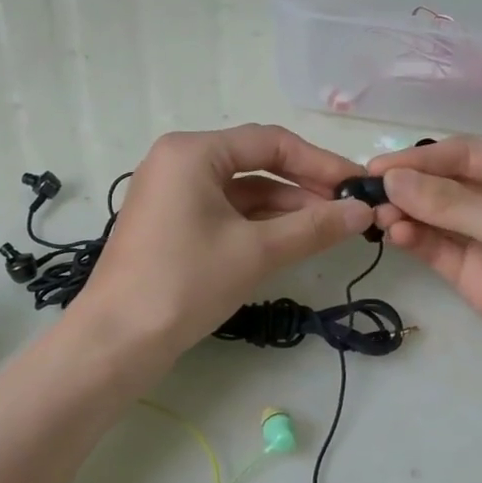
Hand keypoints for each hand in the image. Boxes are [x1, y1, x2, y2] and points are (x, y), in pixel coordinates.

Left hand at [77, 125, 372, 353]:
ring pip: (241, 191)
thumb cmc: (186, 282)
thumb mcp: (256, 251)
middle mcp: (178, 162)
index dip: (320, 163)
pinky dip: (257, 225)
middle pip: (255, 163)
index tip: (358, 186)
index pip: (270, 142)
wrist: (117, 340)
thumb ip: (314, 227)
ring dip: (284, 208)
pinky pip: (223, 213)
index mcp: (193, 152)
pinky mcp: (170, 224)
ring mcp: (171, 194)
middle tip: (349, 210)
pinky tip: (291, 241)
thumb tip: (364, 211)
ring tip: (330, 229)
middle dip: (304, 187)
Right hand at [367, 137, 481, 398]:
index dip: (420, 159)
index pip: (463, 156)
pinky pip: (437, 249)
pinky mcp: (474, 276)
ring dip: (406, 214)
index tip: (378, 168)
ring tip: (378, 218)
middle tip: (367, 193)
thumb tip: (392, 180)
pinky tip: (395, 235)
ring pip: (435, 218)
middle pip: (445, 185)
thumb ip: (452, 203)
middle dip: (409, 187)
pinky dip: (414, 240)